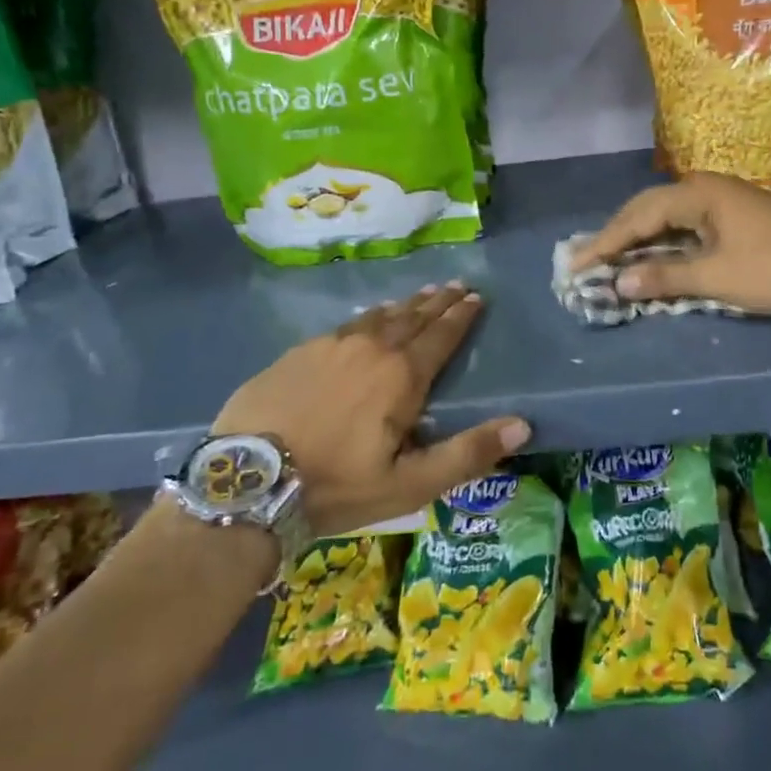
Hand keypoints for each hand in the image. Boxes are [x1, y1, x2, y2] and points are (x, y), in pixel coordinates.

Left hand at [210, 282, 529, 536]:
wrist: (246, 482)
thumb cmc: (337, 486)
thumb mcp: (411, 484)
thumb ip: (468, 453)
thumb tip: (523, 426)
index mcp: (402, 375)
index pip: (441, 336)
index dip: (461, 316)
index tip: (476, 297)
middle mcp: (371, 348)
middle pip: (412, 317)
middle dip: (438, 302)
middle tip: (456, 285)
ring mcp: (331, 346)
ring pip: (378, 316)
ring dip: (405, 305)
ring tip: (421, 294)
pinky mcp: (299, 352)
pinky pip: (346, 325)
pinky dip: (367, 317)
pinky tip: (367, 319)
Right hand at [571, 173, 770, 312]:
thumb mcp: (716, 276)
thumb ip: (665, 277)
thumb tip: (619, 282)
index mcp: (695, 195)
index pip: (637, 218)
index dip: (605, 243)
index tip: (577, 264)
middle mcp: (703, 188)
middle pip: (647, 209)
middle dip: (616, 235)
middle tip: (587, 258)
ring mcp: (720, 199)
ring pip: (666, 215)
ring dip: (639, 237)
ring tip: (610, 256)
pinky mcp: (732, 215)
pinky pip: (684, 224)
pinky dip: (663, 241)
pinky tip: (652, 254)